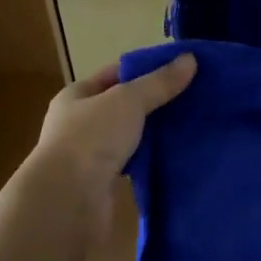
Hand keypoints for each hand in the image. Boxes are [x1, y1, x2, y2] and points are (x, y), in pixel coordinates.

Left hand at [30, 53, 197, 237]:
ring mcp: (89, 155)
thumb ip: (159, 82)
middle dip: (155, 101)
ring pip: (130, 135)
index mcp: (77, 96)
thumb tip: (190, 59)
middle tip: (193, 96)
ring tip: (191, 124)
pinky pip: (133, 163)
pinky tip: (176, 154)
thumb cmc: (91, 138)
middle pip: (124, 105)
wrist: (67, 201)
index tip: (181, 68)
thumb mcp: (128, 100)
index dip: (146, 68)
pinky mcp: (102, 183)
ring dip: (154, 133)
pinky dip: (151, 159)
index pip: (115, 73)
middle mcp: (79, 123)